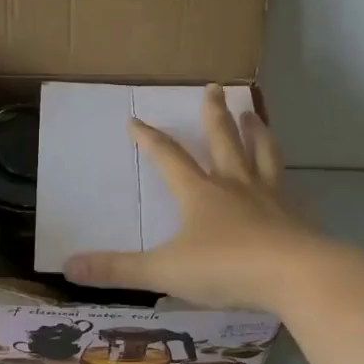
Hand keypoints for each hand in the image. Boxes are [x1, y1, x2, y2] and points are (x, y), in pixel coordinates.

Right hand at [64, 86, 326, 312]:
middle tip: (214, 87)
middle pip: (223, 140)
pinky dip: (283, 176)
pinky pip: (287, 186)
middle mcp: (234, 185)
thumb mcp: (164, 271)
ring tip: (253, 113)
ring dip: (255, 131)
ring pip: (261, 154)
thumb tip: (68, 266)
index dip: (149, 139)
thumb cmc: (226, 268)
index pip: (168, 158)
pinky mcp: (295, 215)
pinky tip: (287, 179)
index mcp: (200, 193)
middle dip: (213, 114)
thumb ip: (118, 270)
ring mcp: (270, 197)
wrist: (295, 276)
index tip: (135, 120)